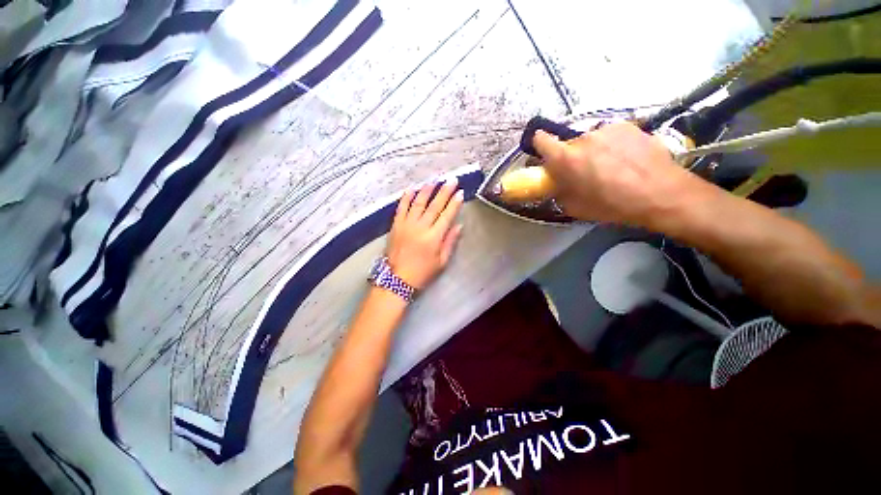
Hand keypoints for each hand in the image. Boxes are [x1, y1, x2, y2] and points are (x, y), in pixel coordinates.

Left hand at [387, 178, 463, 289]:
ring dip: (427, 190)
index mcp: (434, 237)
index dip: (454, 203)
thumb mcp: (441, 262)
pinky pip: (401, 208)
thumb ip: (450, 242)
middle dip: (444, 191)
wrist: (397, 279)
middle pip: (434, 205)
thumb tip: (458, 226)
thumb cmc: (422, 272)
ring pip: (418, 203)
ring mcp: (407, 225)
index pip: (447, 215)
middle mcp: (421, 227)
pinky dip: (406, 197)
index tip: (460, 192)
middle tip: (451, 180)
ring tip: (434, 179)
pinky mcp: (396, 225)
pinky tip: (411, 188)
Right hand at [533, 122, 710, 227]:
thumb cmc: (613, 205)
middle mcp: (583, 138)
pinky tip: (627, 159)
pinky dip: (612, 145)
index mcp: (566, 158)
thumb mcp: (575, 207)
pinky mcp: (628, 126)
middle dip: (571, 156)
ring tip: (611, 167)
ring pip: (591, 140)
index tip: (545, 154)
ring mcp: (607, 129)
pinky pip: (610, 136)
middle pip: (569, 144)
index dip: (540, 145)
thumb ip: (559, 191)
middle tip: (584, 172)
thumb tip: (556, 184)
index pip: (541, 139)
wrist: (661, 194)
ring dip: (593, 150)